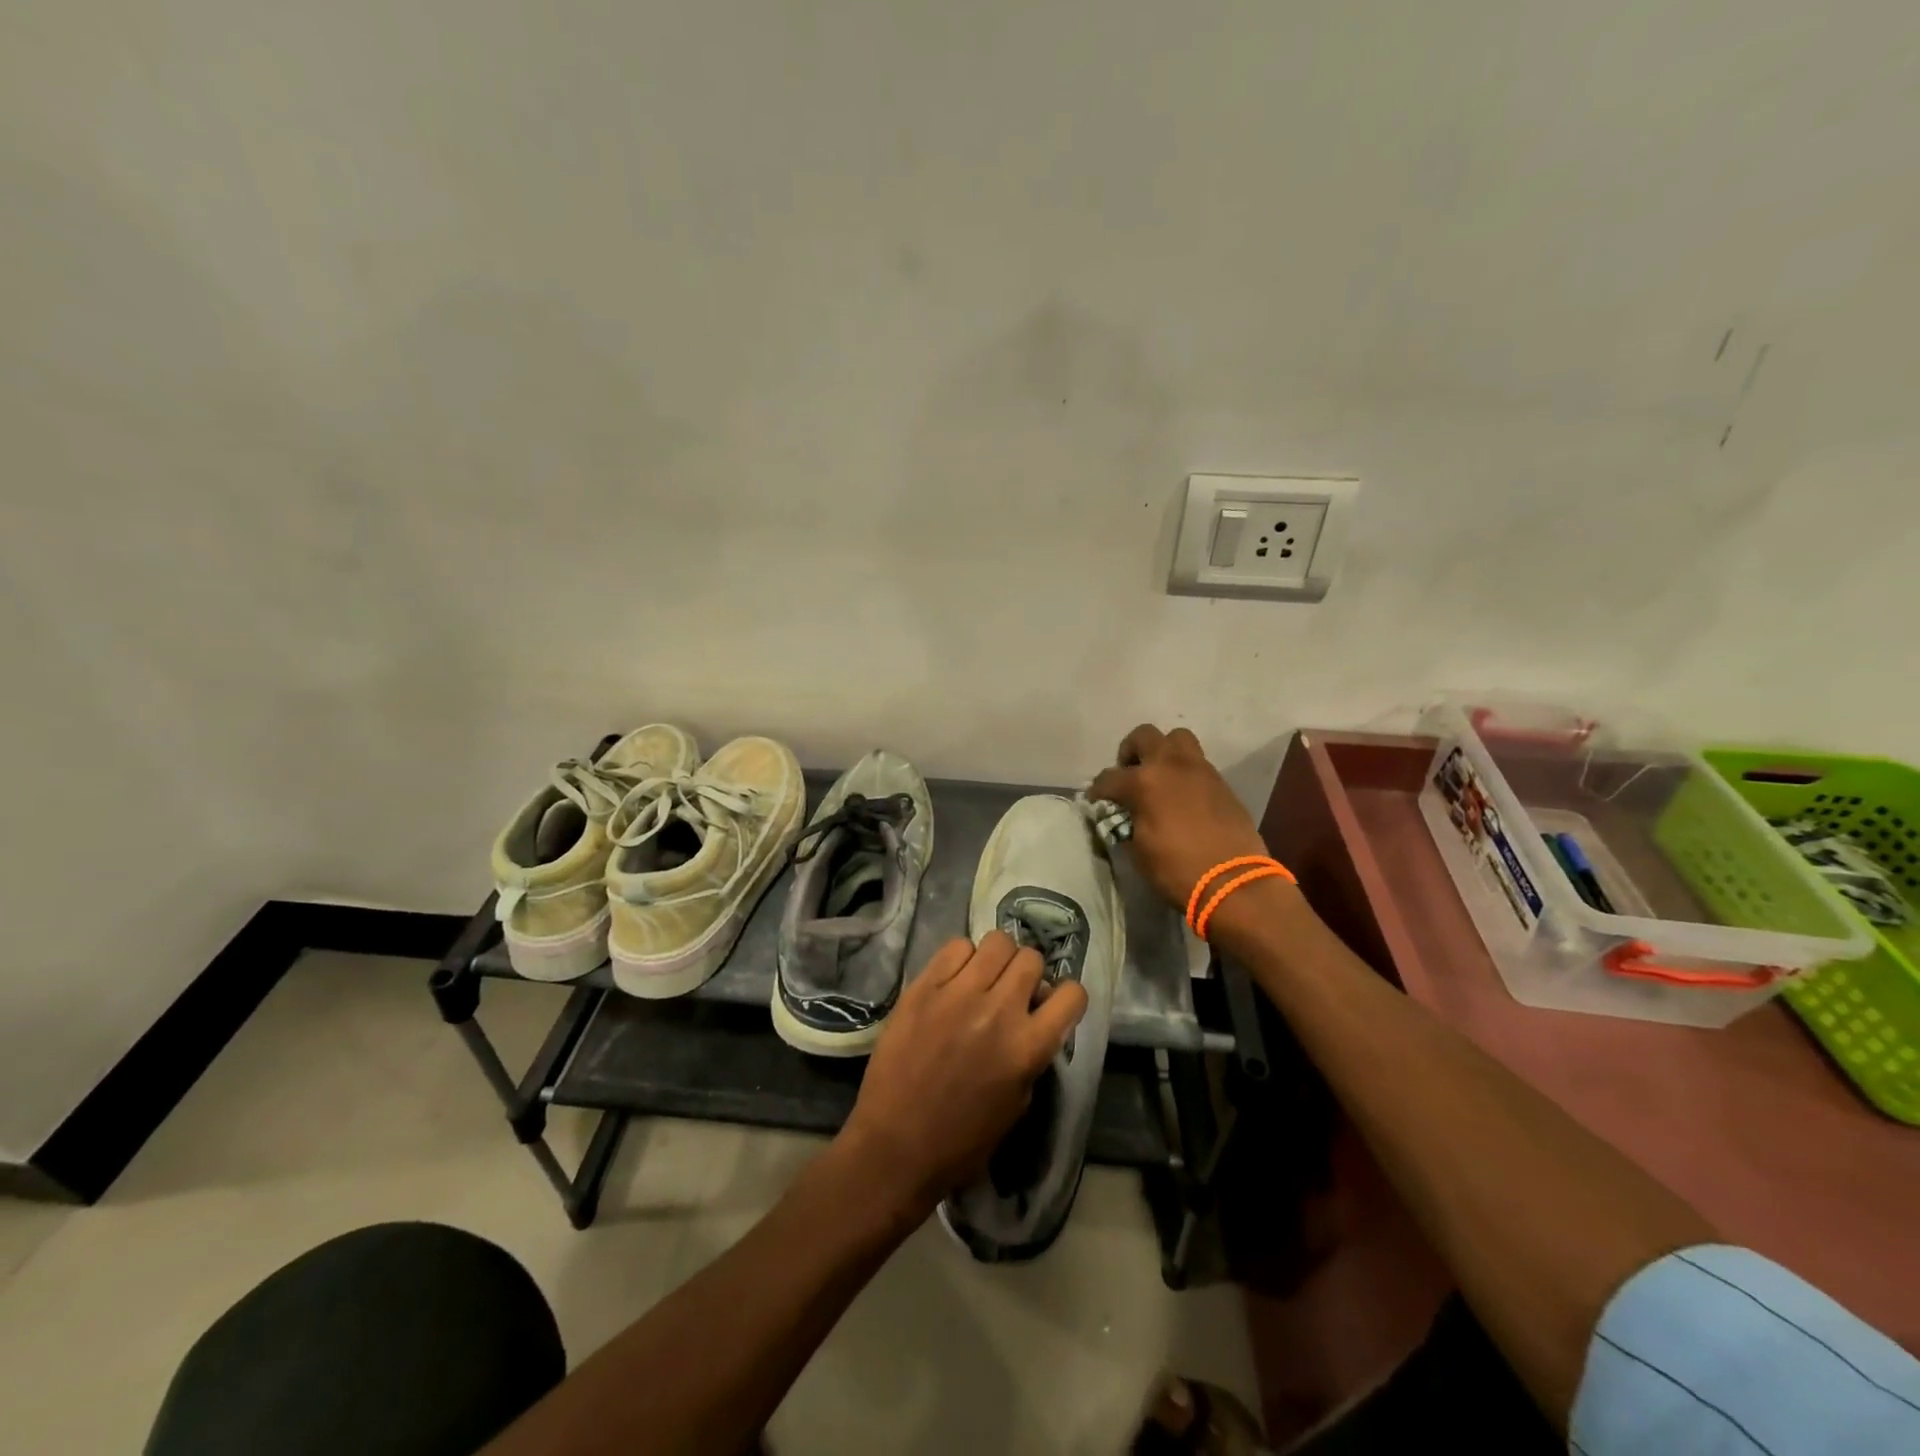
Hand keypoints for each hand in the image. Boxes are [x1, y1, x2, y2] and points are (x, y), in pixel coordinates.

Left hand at [839, 932, 1087, 1215]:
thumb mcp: (1017, 1104)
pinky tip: (953, 980)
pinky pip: (956, 946)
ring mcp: (958, 993)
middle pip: (1032, 958)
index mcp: (1028, 1048)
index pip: (1072, 995)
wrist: (895, 1146)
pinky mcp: (923, 986)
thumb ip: (1031, 1055)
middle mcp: (999, 1011)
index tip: (1051, 1004)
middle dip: (1028, 973)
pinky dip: (961, 959)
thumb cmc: (962, 1141)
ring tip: (982, 979)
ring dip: (997, 959)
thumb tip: (1032, 1020)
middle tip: (1011, 990)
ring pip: (997, 942)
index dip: (1067, 997)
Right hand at [1090, 724, 1270, 911]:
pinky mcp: (1221, 782)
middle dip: (1130, 752)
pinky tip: (1183, 797)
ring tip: (1159, 777)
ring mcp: (1200, 770)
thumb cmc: (1177, 869)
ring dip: (1163, 752)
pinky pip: (1197, 763)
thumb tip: (1125, 816)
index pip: (1109, 777)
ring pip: (1177, 738)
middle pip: (1144, 736)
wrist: (1234, 882)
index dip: (1098, 791)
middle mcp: (1171, 765)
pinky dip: (1185, 772)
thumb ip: (1128, 823)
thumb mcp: (1139, 850)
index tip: (1096, 801)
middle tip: (1129, 775)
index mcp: (1144, 781)